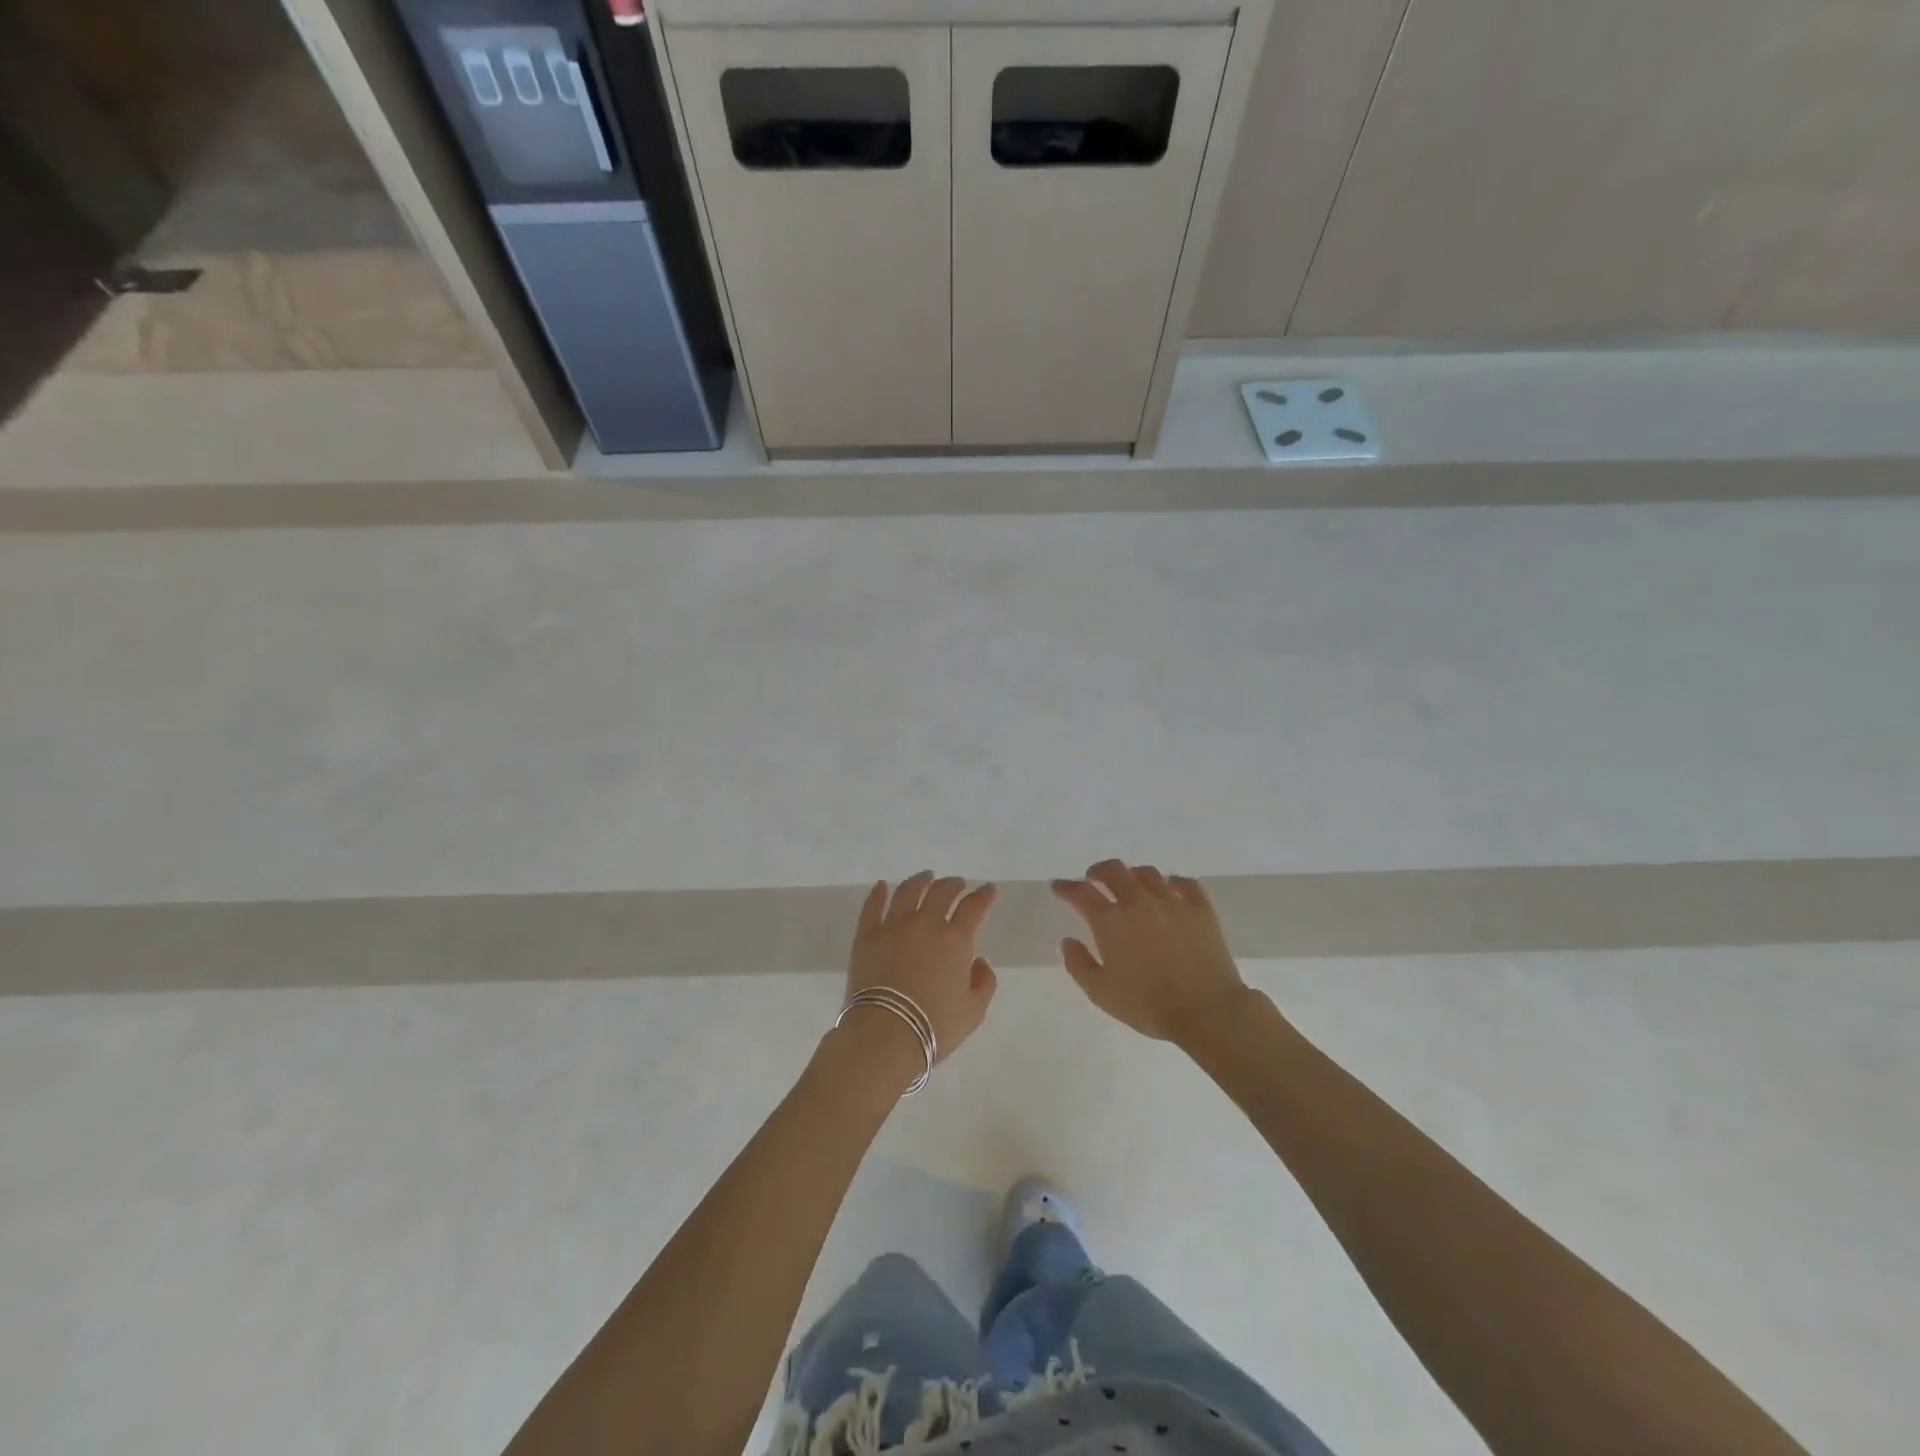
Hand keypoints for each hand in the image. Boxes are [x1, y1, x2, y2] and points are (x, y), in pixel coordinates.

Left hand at [844, 873, 998, 1064]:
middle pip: (942, 892)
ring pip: (908, 891)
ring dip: (920, 880)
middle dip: (953, 884)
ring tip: (926, 877)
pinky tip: (882, 886)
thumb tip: (979, 961)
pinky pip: (873, 906)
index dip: (983, 895)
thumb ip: (984, 983)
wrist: (885, 1034)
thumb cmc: (934, 1026)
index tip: (988, 889)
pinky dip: (878, 893)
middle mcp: (926, 924)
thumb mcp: (974, 1012)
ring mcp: (894, 926)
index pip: (973, 907)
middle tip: (957, 883)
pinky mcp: (867, 935)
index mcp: (955, 940)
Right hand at [1052, 861, 1248, 1043]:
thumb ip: (1078, 964)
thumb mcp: (1100, 992)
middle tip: (1093, 878)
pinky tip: (1170, 888)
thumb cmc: (1147, 1004)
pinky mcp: (1200, 908)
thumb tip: (1068, 941)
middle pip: (1114, 870)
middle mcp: (1138, 901)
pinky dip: (1173, 882)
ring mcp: (1172, 901)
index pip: (1081, 892)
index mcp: (1110, 920)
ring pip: (1148, 873)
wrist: (1205, 1010)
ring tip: (1131, 885)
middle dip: (1098, 871)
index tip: (1059, 887)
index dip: (1066, 887)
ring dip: (1133, 875)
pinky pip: (1185, 883)